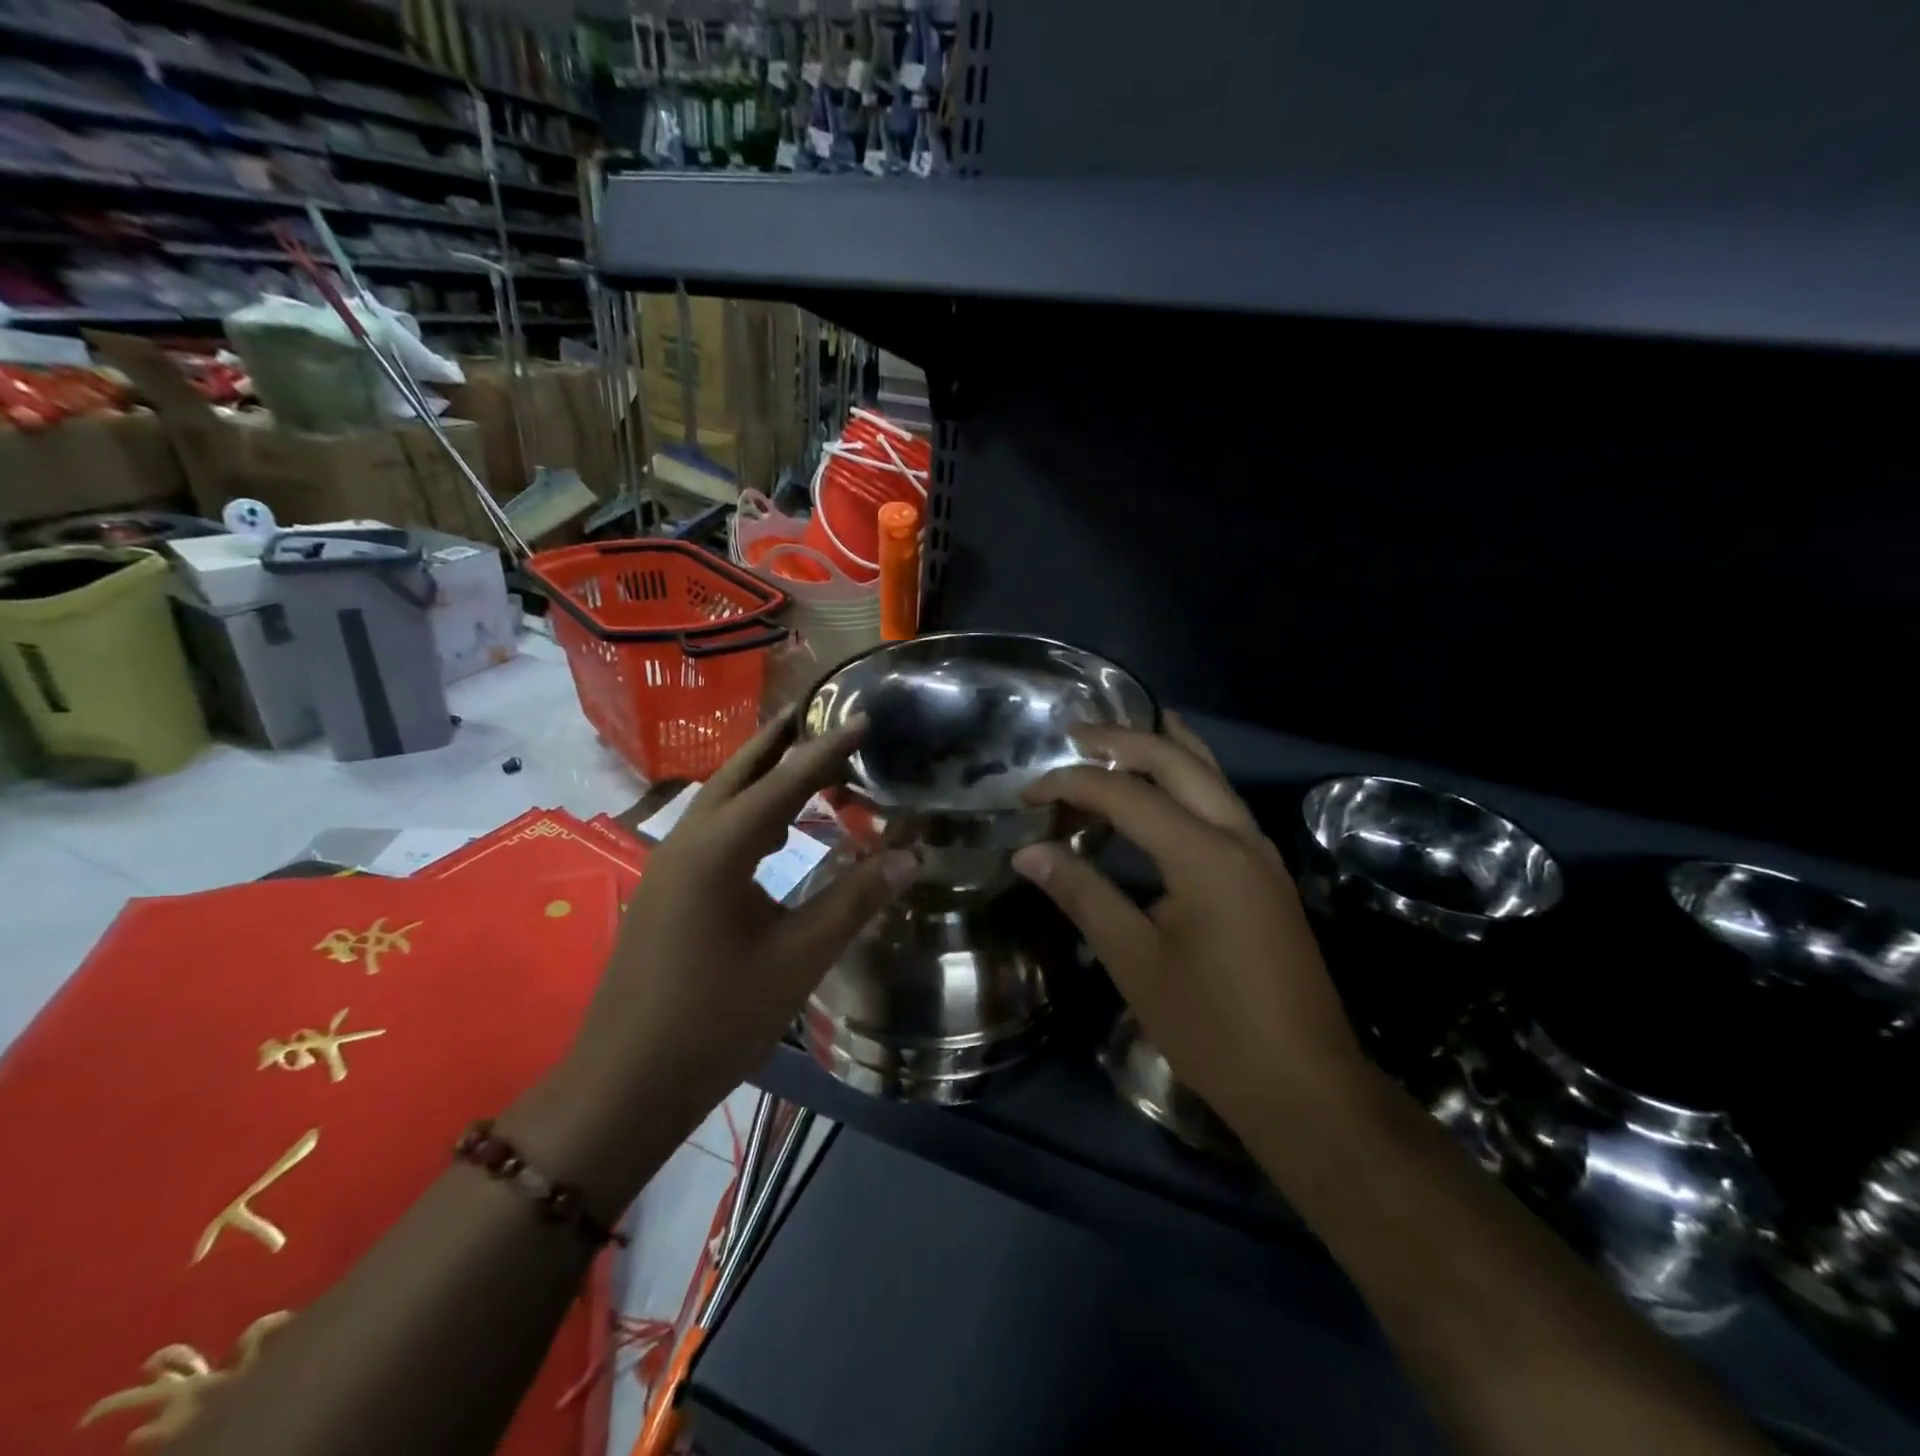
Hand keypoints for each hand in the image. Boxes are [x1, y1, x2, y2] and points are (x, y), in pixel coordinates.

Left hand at [535, 713, 914, 1201]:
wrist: (625, 1083)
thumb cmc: (717, 1019)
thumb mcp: (798, 957)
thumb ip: (855, 900)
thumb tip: (911, 855)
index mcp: (719, 849)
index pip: (784, 782)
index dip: (828, 750)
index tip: (863, 717)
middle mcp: (688, 842)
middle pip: (739, 773)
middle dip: (780, 742)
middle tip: (819, 712)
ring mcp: (669, 866)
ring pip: (721, 801)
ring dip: (762, 777)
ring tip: (806, 765)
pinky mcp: (666, 890)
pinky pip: (712, 831)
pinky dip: (748, 814)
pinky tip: (774, 834)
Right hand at [1010, 715, 1365, 1126]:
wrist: (1305, 1086)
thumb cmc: (1211, 1027)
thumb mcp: (1134, 960)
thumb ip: (1083, 894)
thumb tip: (1028, 852)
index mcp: (1204, 854)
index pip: (1126, 794)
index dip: (1071, 784)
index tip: (1027, 794)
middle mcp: (1239, 836)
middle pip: (1178, 761)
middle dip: (1123, 740)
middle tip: (1074, 732)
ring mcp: (1261, 853)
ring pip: (1210, 775)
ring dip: (1164, 749)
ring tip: (1120, 736)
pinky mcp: (1267, 874)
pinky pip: (1223, 802)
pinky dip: (1187, 780)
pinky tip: (1164, 790)